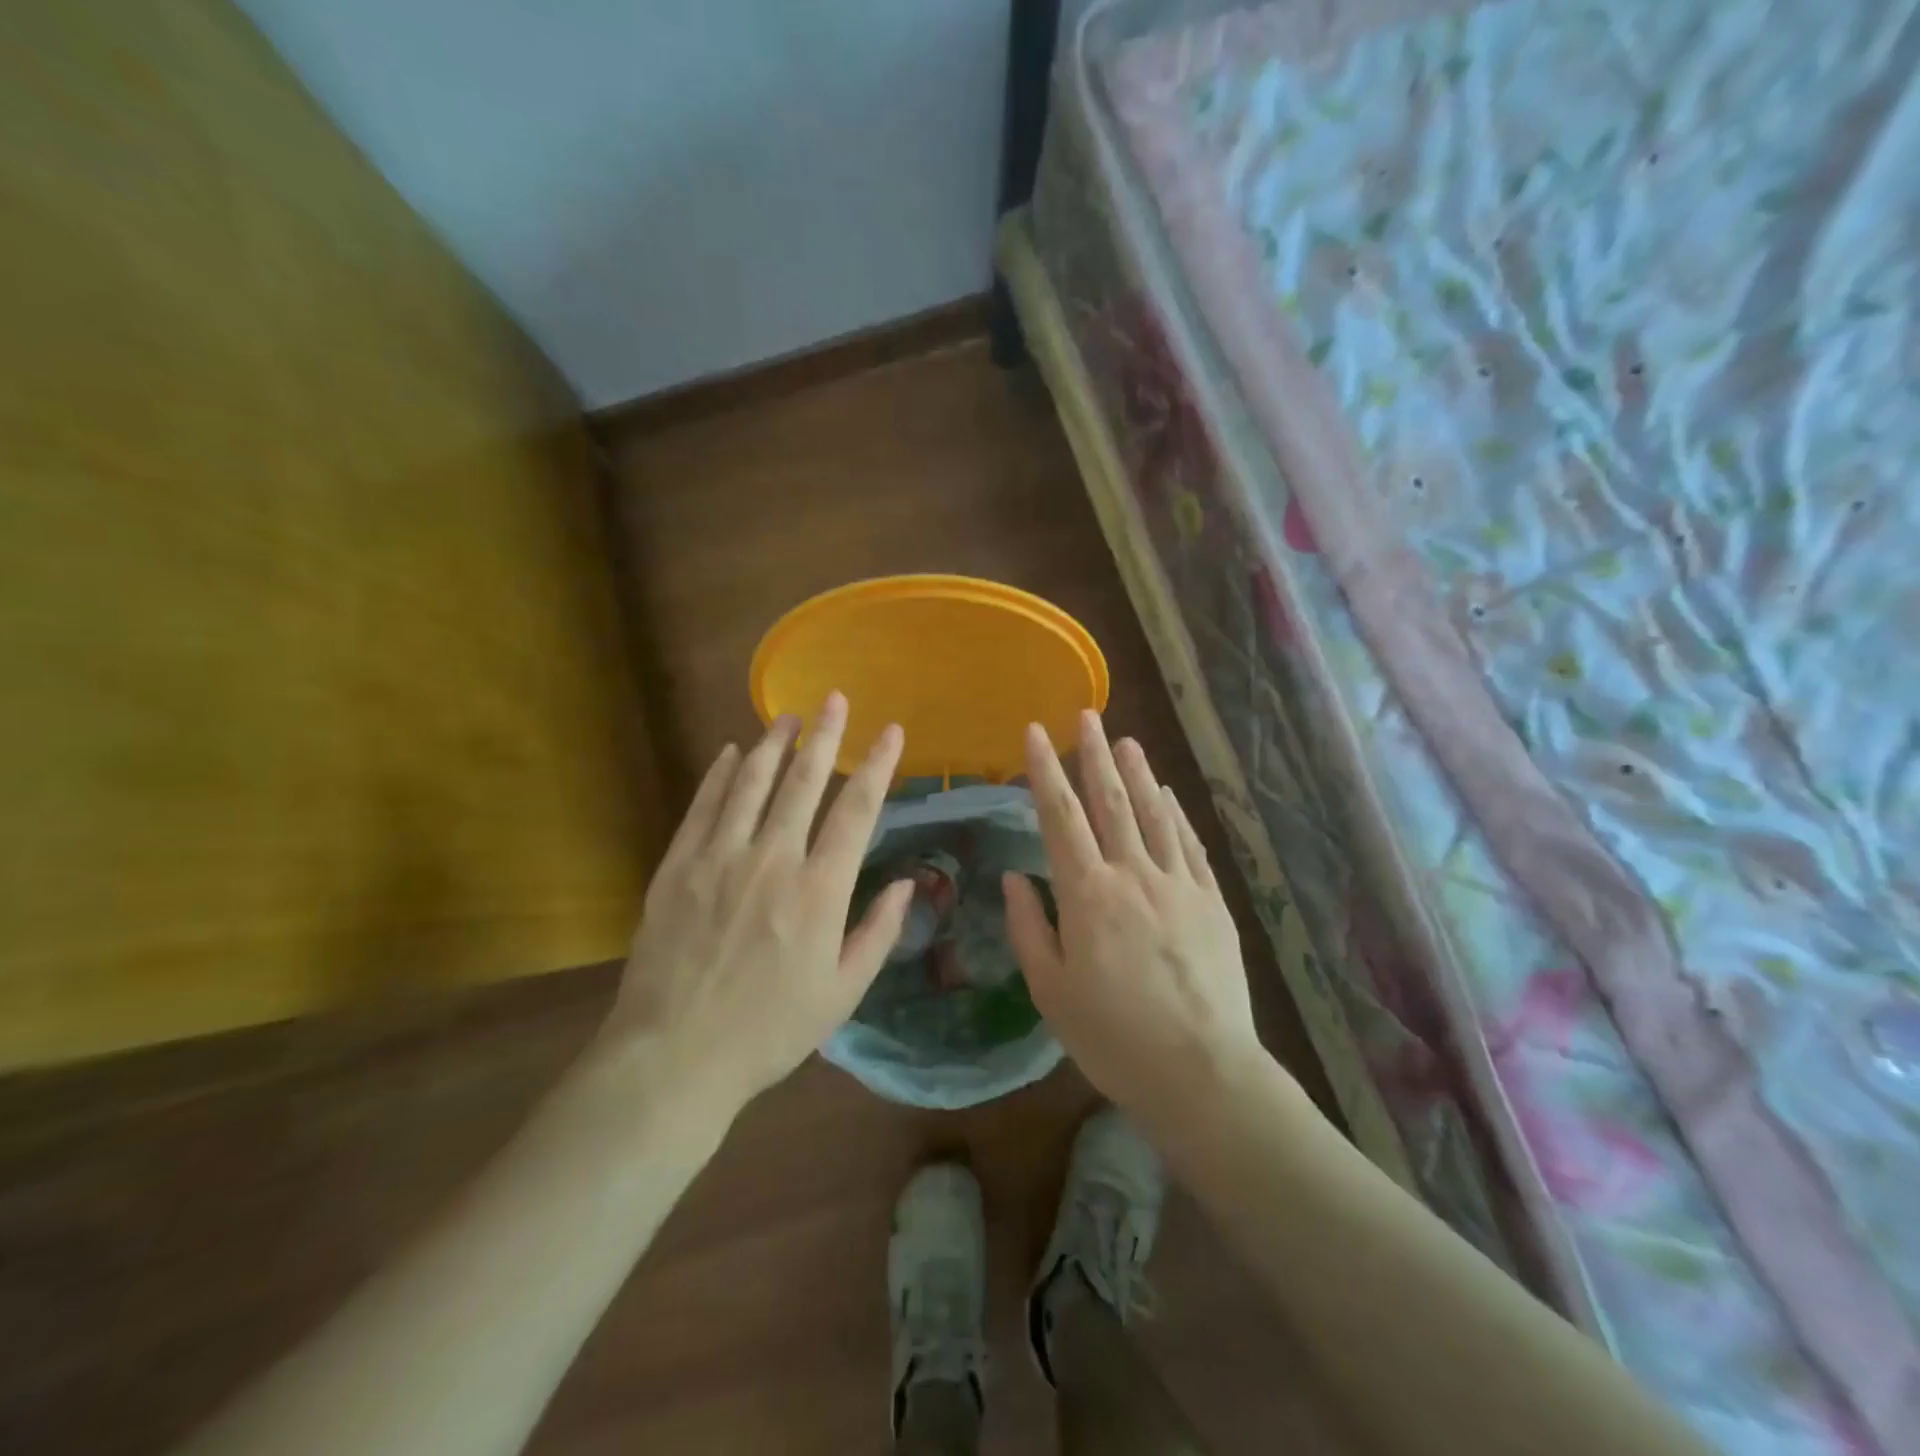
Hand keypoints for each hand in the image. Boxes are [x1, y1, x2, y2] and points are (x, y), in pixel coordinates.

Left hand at [600, 692, 912, 1110]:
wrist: (674, 1056)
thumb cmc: (769, 1030)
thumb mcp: (842, 993)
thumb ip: (879, 933)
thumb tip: (908, 884)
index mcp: (819, 891)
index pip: (857, 811)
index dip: (877, 766)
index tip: (890, 731)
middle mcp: (772, 860)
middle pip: (804, 782)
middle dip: (824, 735)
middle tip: (834, 698)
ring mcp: (719, 858)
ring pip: (751, 784)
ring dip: (773, 745)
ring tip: (787, 715)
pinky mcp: (677, 867)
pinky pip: (702, 806)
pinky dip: (719, 775)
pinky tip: (731, 752)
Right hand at [1003, 712, 1260, 1116]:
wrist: (1201, 1071)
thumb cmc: (1112, 1037)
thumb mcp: (1051, 990)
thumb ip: (1030, 927)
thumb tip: (1015, 877)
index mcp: (1087, 894)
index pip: (1060, 816)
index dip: (1044, 771)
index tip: (1034, 733)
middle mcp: (1132, 874)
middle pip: (1110, 801)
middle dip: (1094, 755)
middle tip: (1086, 716)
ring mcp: (1177, 884)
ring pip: (1153, 813)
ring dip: (1137, 772)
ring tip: (1125, 740)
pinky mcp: (1210, 900)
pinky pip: (1189, 844)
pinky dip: (1176, 813)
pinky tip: (1168, 793)